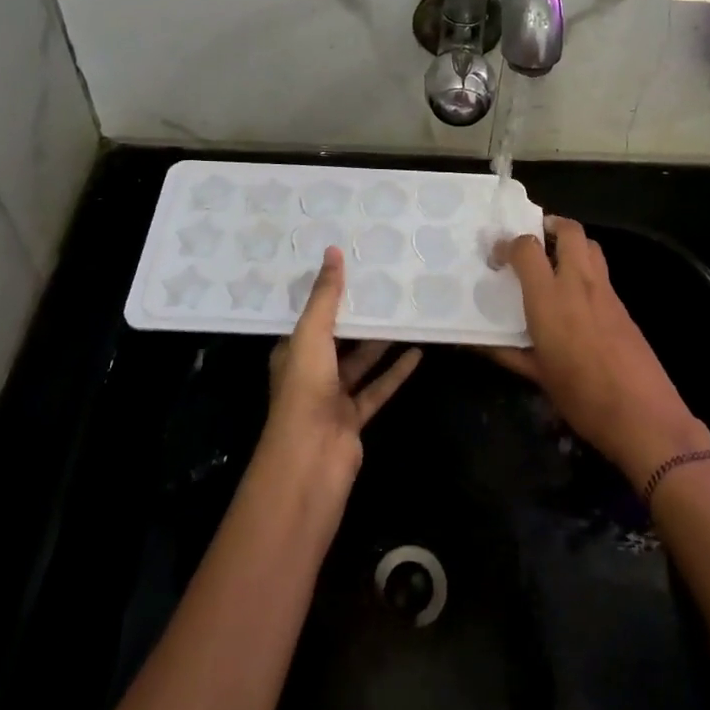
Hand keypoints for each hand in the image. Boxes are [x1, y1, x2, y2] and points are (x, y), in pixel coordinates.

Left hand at [263, 247, 421, 485]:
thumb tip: (333, 251)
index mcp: (292, 351)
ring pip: (360, 361)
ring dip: (380, 341)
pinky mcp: (355, 416)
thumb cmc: (305, 390)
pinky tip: (417, 352)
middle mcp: (311, 371)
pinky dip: (395, 371)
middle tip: (385, 285)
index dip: (328, 293)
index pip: (310, 315)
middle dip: (358, 315)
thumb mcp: (312, 334)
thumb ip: (326, 296)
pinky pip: (378, 387)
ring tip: (405, 313)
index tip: (351, 266)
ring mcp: (333, 396)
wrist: (311, 459)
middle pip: (338, 337)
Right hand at [487, 217, 709, 486]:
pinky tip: (575, 297)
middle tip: (532, 240)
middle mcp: (579, 284)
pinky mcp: (623, 306)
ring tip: (553, 261)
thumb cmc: (582, 397)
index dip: (508, 244)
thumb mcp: (537, 376)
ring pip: (590, 246)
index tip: (497, 256)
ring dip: (570, 243)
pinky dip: (585, 269)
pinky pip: (601, 272)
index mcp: (550, 299)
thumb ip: (507, 352)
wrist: (644, 415)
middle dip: (549, 225)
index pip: (527, 248)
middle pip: (569, 230)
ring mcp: (606, 292)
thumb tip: (479, 342)